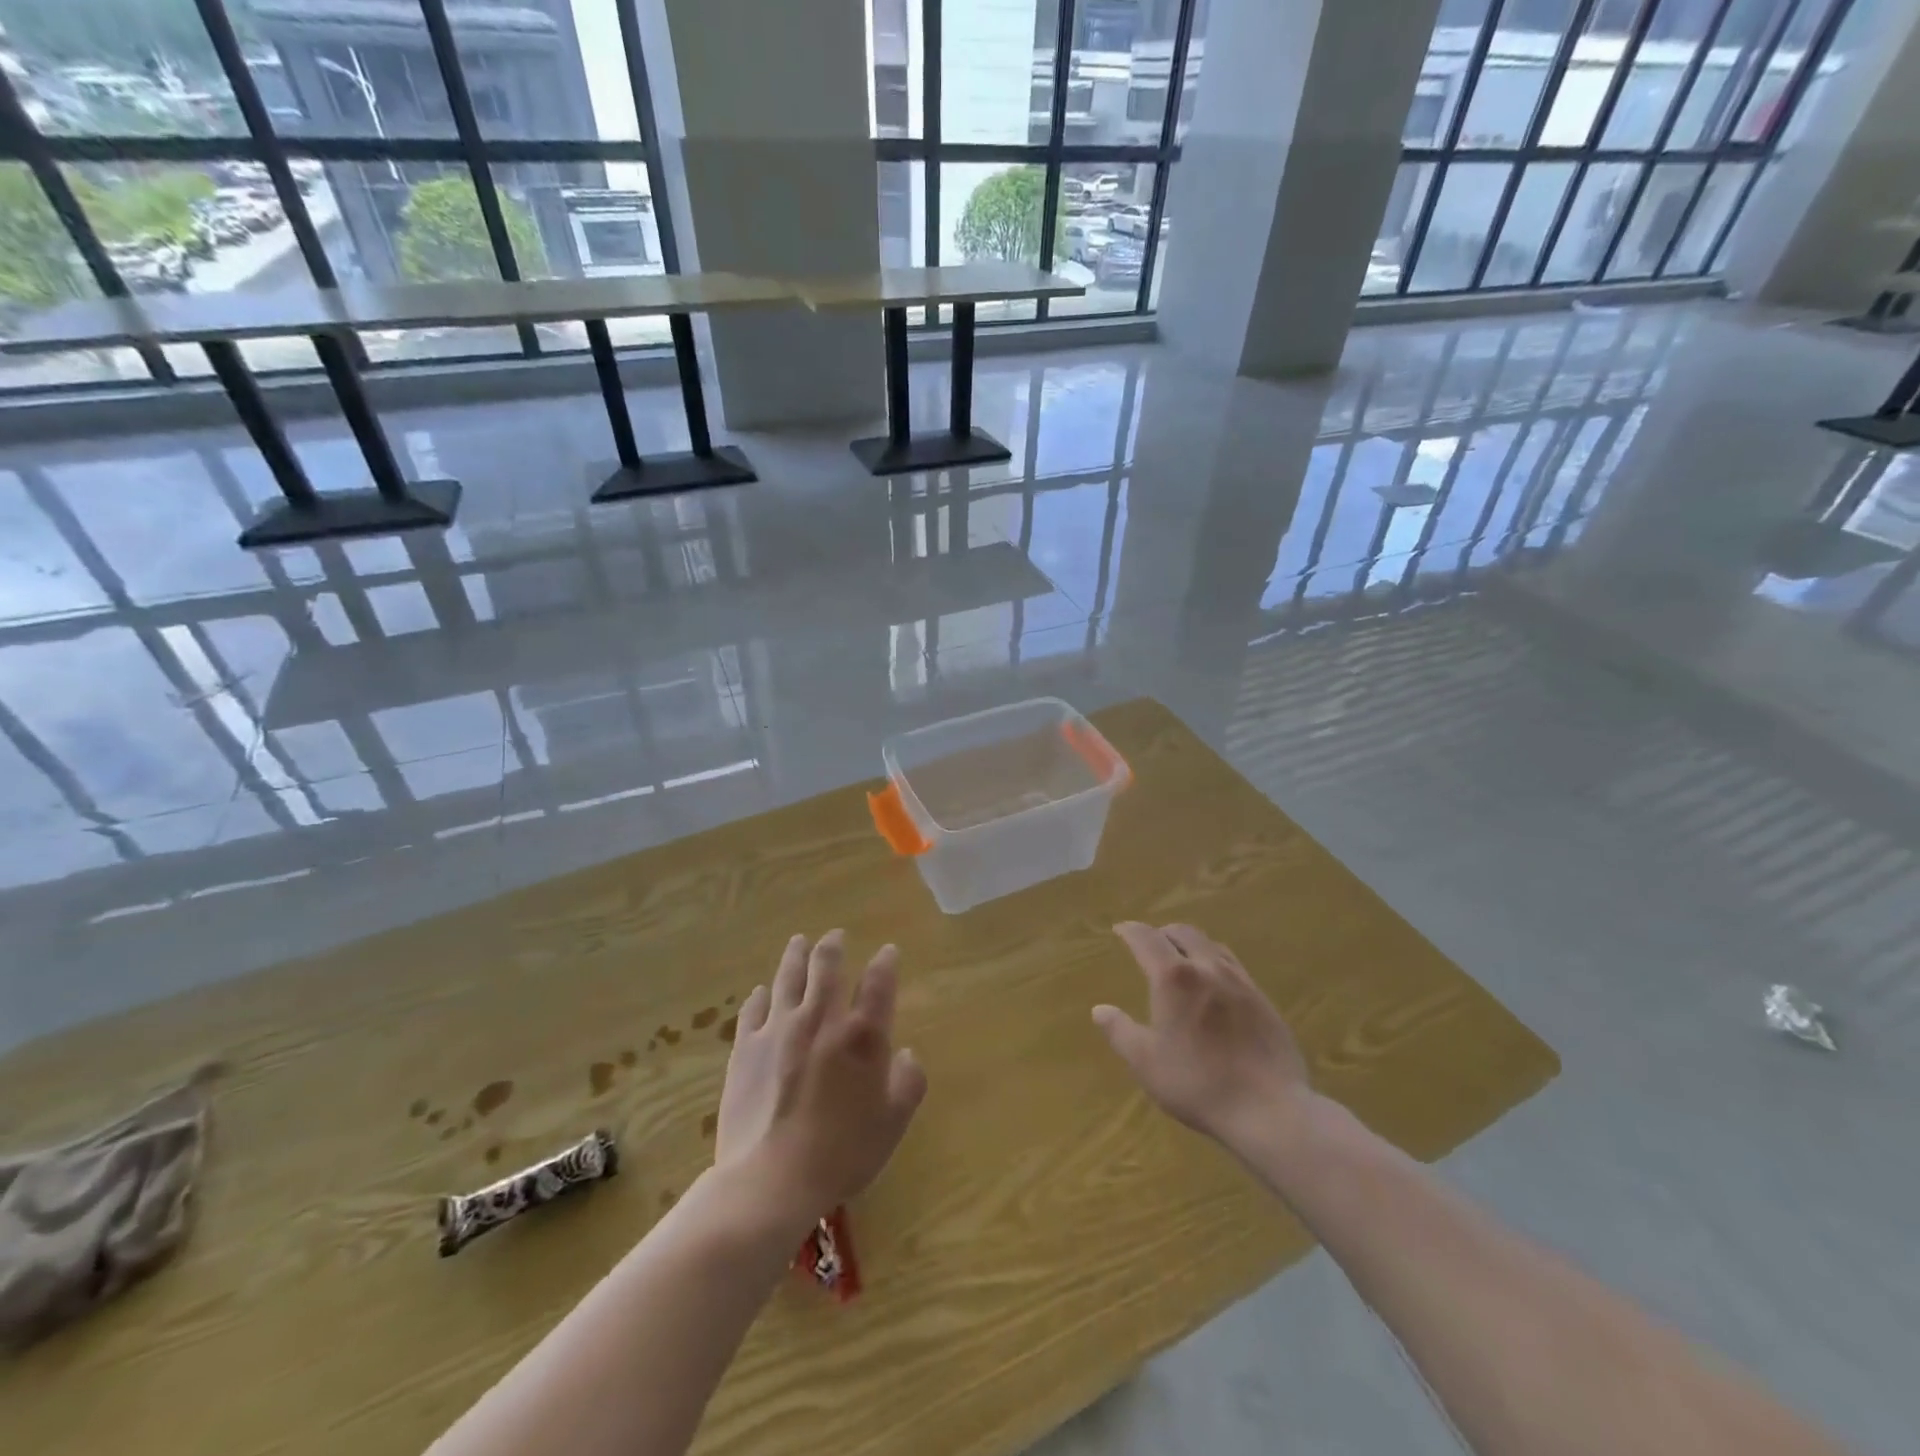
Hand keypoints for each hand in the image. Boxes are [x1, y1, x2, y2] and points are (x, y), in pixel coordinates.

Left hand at [715, 931, 926, 1229]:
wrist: (770, 1180)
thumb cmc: (841, 1153)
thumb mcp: (892, 1124)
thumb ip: (907, 1083)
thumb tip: (906, 1054)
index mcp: (862, 1035)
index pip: (878, 983)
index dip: (885, 962)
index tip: (888, 951)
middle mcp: (821, 1019)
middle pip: (827, 967)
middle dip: (833, 946)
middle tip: (835, 936)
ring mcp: (779, 1029)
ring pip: (788, 977)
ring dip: (796, 955)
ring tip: (799, 942)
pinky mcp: (746, 1048)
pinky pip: (753, 1009)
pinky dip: (760, 995)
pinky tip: (761, 992)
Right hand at [1093, 922, 1312, 1157]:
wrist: (1270, 1109)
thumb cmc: (1198, 1083)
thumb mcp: (1145, 1062)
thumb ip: (1120, 1031)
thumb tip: (1100, 1010)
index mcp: (1174, 977)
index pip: (1147, 938)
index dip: (1130, 930)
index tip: (1119, 930)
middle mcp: (1207, 968)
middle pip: (1183, 932)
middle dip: (1161, 933)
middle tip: (1149, 944)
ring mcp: (1240, 981)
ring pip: (1211, 945)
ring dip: (1190, 944)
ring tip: (1181, 959)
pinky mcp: (1263, 1000)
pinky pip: (1233, 966)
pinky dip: (1214, 962)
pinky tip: (1215, 985)